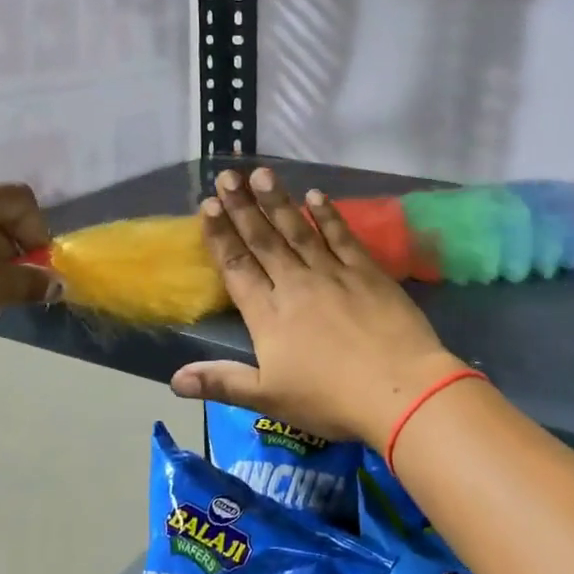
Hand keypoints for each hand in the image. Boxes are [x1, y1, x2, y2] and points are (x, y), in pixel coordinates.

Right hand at [169, 168, 461, 447]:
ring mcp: (333, 273)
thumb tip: (174, 380)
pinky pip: (342, 235)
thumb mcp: (269, 399)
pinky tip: (316, 195)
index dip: (220, 235)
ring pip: (299, 229)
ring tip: (261, 173)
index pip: (237, 266)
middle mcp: (295, 284)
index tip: (208, 205)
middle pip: (264, 239)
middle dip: (243, 206)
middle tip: (227, 174)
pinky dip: (328, 214)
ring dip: (278, 200)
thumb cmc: (331, 399)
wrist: (399, 388)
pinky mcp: (367, 271)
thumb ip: (222, 382)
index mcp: (268, 314)